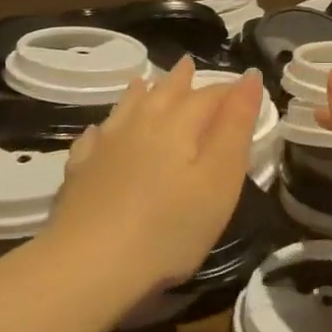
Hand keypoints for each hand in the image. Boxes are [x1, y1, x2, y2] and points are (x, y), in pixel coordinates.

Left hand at [44, 58, 263, 302]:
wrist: (88, 266)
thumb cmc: (169, 227)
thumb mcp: (220, 179)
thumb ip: (236, 126)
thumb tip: (249, 77)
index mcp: (179, 124)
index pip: (210, 96)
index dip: (230, 91)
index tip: (245, 89)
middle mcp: (141, 124)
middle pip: (165, 93)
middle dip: (181, 80)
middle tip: (188, 65)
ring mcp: (106, 147)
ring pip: (127, 108)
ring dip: (141, 93)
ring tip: (144, 82)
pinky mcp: (81, 172)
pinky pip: (94, 139)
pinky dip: (104, 130)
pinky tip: (100, 132)